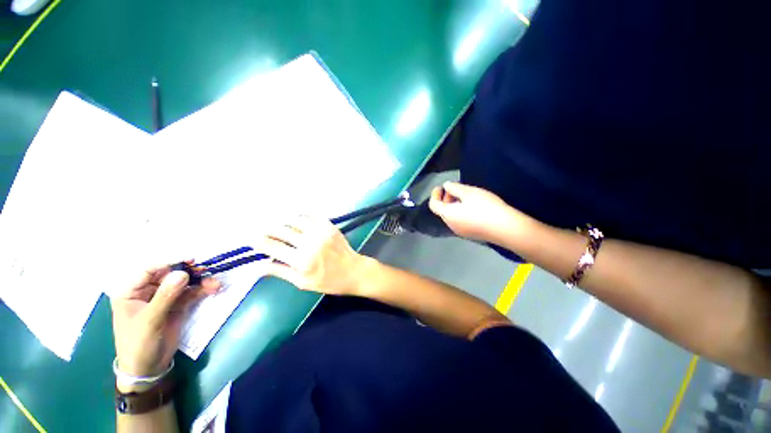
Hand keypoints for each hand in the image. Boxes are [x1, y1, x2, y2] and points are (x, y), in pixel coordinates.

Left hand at [110, 262, 220, 382]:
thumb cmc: (139, 344)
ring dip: (200, 281)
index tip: (190, 261)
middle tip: (206, 270)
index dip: (169, 263)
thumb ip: (165, 297)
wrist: (149, 368)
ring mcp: (164, 299)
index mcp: (131, 292)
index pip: (149, 271)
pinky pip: (191, 293)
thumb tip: (182, 274)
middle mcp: (147, 292)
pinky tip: (214, 288)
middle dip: (189, 272)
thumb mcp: (150, 321)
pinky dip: (203, 290)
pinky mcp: (177, 306)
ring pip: (183, 283)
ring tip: (215, 283)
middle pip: (170, 275)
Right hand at [259, 215, 367, 295]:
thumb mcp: (303, 283)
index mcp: (301, 261)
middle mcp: (310, 243)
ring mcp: (321, 232)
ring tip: (279, 227)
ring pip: (294, 220)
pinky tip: (296, 221)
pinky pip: (311, 215)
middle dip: (266, 229)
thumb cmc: (329, 282)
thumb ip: (281, 272)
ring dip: (283, 222)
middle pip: (280, 230)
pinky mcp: (330, 226)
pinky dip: (300, 216)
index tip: (249, 238)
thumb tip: (258, 266)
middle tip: (261, 231)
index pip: (272, 246)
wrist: (354, 271)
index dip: (257, 241)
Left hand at [428, 182, 532, 242]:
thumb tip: (446, 186)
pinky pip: (460, 221)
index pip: (433, 205)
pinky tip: (472, 207)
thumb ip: (454, 188)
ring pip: (451, 216)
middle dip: (445, 199)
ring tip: (465, 196)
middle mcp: (451, 225)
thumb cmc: (485, 207)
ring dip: (453, 205)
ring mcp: (461, 232)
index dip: (434, 195)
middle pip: (442, 211)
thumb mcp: (469, 193)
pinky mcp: (471, 234)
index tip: (440, 187)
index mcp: (448, 215)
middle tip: (454, 189)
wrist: (506, 228)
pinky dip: (460, 212)